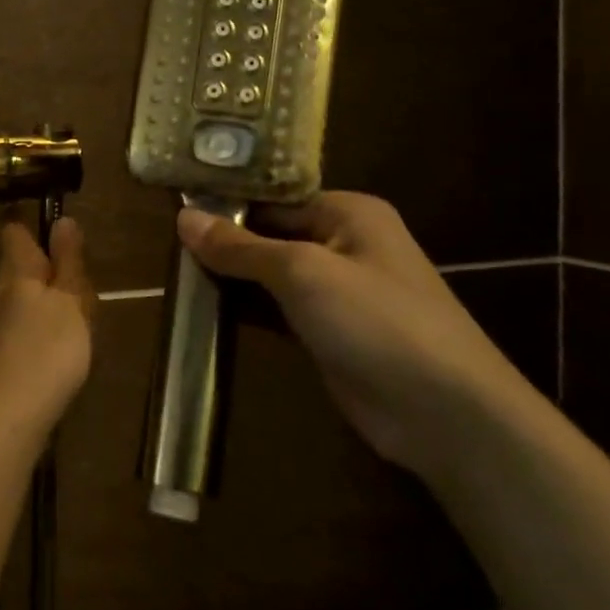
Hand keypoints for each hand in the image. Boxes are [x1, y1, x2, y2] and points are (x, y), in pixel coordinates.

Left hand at [0, 215, 95, 444]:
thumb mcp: (70, 301)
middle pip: (14, 265)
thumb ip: (68, 261)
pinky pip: (12, 327)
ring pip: (13, 298)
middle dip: (44, 270)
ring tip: (73, 324)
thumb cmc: (45, 352)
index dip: (34, 227)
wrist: (3, 420)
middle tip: (81, 290)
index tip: (61, 238)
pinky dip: (32, 330)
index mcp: (13, 269)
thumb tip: (62, 219)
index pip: (14, 230)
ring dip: (40, 303)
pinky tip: (51, 353)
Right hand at [178, 192, 530, 471]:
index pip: (273, 196)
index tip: (173, 207)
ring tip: (174, 273)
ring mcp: (336, 291)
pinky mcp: (327, 332)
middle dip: (223, 241)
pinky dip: (246, 308)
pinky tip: (205, 309)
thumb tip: (184, 217)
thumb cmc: (376, 322)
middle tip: (165, 244)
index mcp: (346, 213)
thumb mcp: (303, 273)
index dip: (226, 202)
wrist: (444, 414)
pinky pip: (277, 309)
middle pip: (269, 233)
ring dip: (231, 276)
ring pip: (270, 273)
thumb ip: (241, 247)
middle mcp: (342, 243)